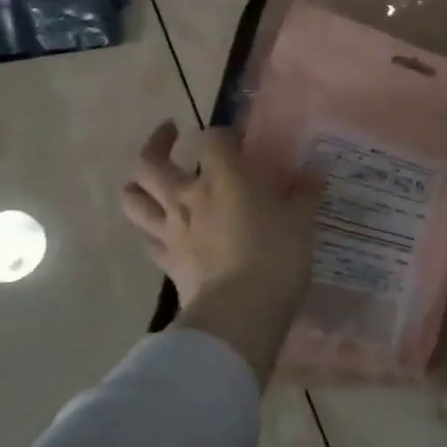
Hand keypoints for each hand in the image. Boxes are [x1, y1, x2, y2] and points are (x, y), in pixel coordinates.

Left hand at [121, 121, 323, 338]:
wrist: (241, 312)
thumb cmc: (276, 256)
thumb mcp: (301, 222)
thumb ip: (304, 194)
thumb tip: (312, 175)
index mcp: (224, 178)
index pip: (214, 139)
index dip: (225, 134)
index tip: (238, 139)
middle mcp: (189, 197)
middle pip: (152, 162)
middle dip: (157, 143)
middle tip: (171, 134)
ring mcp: (172, 230)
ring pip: (134, 199)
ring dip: (137, 185)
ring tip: (148, 180)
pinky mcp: (167, 262)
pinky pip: (146, 239)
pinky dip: (150, 229)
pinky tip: (162, 230)